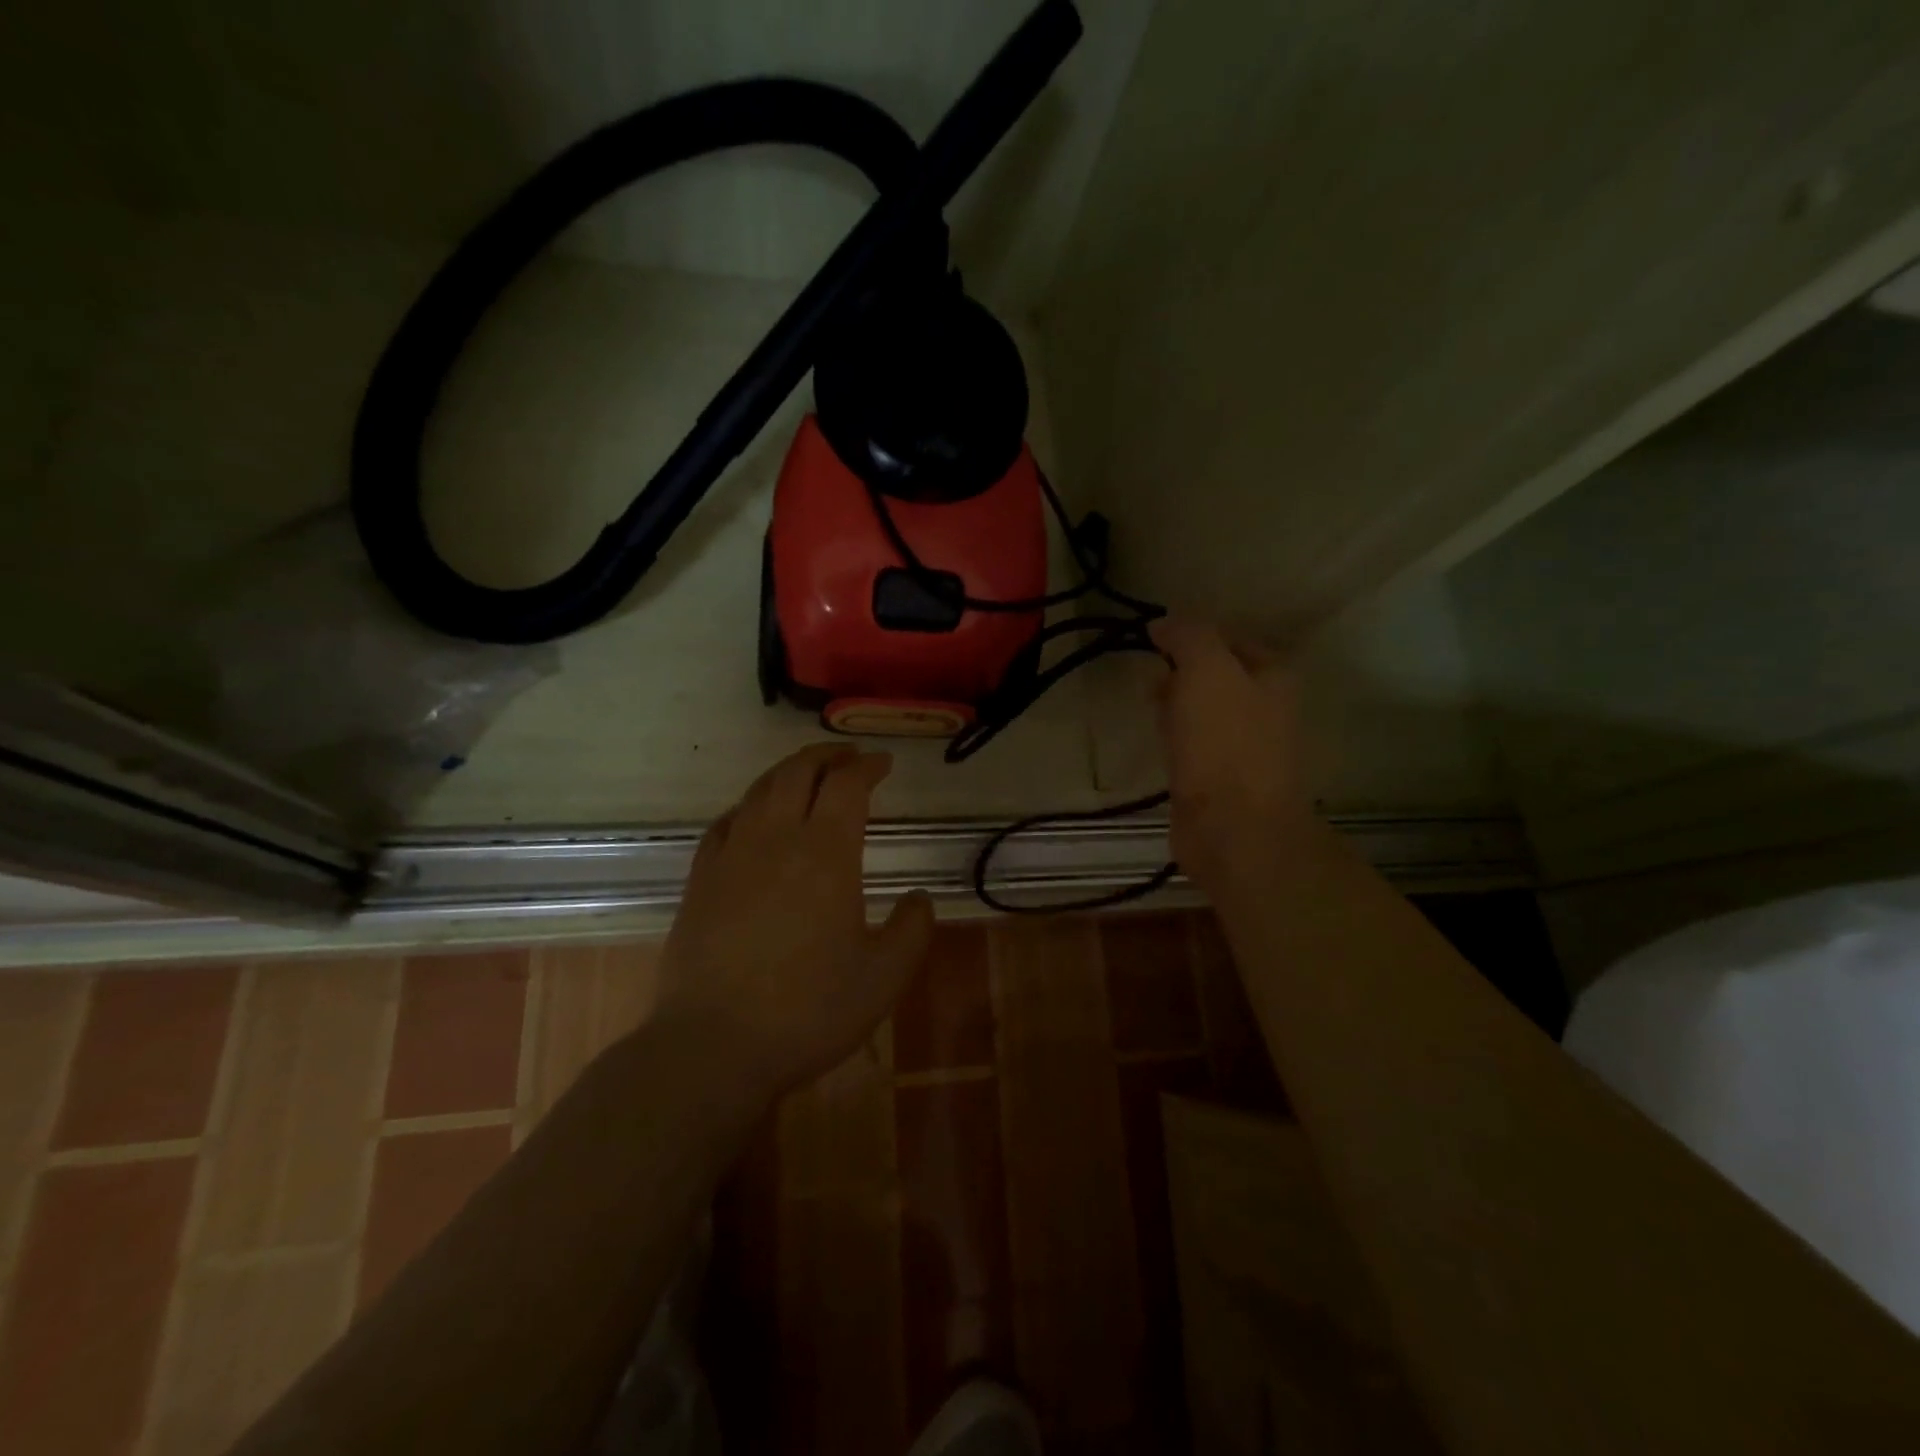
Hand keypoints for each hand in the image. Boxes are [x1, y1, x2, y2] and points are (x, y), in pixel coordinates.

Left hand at [655, 744, 934, 1102]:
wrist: (712, 1046)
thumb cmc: (808, 1011)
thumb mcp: (883, 978)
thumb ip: (912, 930)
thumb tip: (918, 898)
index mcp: (826, 853)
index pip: (846, 785)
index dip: (867, 766)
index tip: (883, 764)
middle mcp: (776, 839)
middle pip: (798, 772)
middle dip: (828, 755)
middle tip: (849, 756)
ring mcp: (731, 856)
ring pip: (759, 791)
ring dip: (788, 772)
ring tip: (807, 775)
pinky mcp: (700, 880)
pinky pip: (725, 822)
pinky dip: (748, 806)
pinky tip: (753, 818)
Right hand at [1151, 618, 1319, 895]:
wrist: (1234, 828)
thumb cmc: (1224, 742)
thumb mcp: (1207, 670)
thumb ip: (1188, 636)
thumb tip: (1163, 623)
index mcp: (1273, 677)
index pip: (1229, 638)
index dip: (1192, 635)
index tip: (1154, 640)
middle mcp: (1265, 708)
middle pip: (1216, 675)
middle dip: (1181, 670)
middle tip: (1150, 676)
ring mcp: (1244, 747)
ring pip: (1203, 711)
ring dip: (1176, 704)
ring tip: (1149, 706)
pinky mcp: (1222, 780)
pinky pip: (1195, 745)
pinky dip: (1176, 737)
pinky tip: (1159, 744)